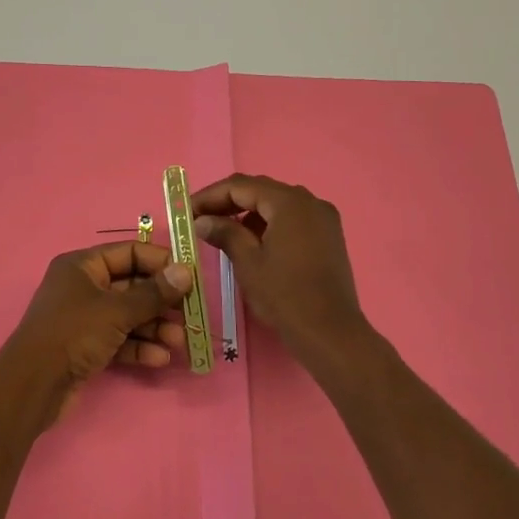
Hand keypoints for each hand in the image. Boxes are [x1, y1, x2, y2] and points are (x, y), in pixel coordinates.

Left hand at [0, 242, 194, 420]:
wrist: (33, 385)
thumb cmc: (73, 333)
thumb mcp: (116, 310)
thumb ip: (153, 293)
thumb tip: (186, 272)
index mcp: (83, 266)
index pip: (129, 253)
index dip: (160, 262)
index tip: (190, 277)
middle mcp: (83, 287)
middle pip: (132, 286)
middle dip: (161, 302)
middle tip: (190, 313)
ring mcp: (84, 318)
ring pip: (128, 316)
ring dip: (155, 327)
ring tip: (179, 341)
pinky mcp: (87, 347)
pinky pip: (120, 340)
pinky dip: (139, 347)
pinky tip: (160, 359)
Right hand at [192, 174, 369, 354]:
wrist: (330, 333)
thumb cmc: (285, 295)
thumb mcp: (248, 263)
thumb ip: (225, 233)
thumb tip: (202, 220)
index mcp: (289, 202)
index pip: (241, 186)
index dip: (210, 195)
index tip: (187, 210)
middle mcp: (310, 201)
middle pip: (261, 190)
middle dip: (228, 201)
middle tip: (200, 217)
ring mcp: (323, 218)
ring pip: (277, 204)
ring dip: (248, 213)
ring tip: (221, 230)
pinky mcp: (328, 236)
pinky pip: (292, 218)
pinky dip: (269, 223)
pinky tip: (252, 241)